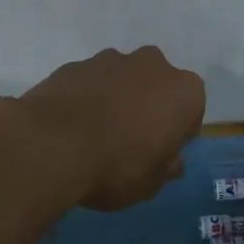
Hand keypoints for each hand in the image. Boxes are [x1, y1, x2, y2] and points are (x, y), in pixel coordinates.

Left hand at [20, 47, 205, 210]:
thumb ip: (166, 168)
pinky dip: (86, 98)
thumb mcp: (151, 183)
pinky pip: (90, 82)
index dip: (177, 133)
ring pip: (122, 79)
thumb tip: (170, 161)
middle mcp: (152, 64)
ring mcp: (110, 59)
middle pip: (157, 85)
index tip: (161, 152)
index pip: (191, 110)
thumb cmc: (117, 166)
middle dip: (148, 106)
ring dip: (116, 98)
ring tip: (96, 133)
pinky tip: (72, 126)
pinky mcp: (75, 64)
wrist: (52, 144)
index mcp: (183, 91)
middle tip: (130, 140)